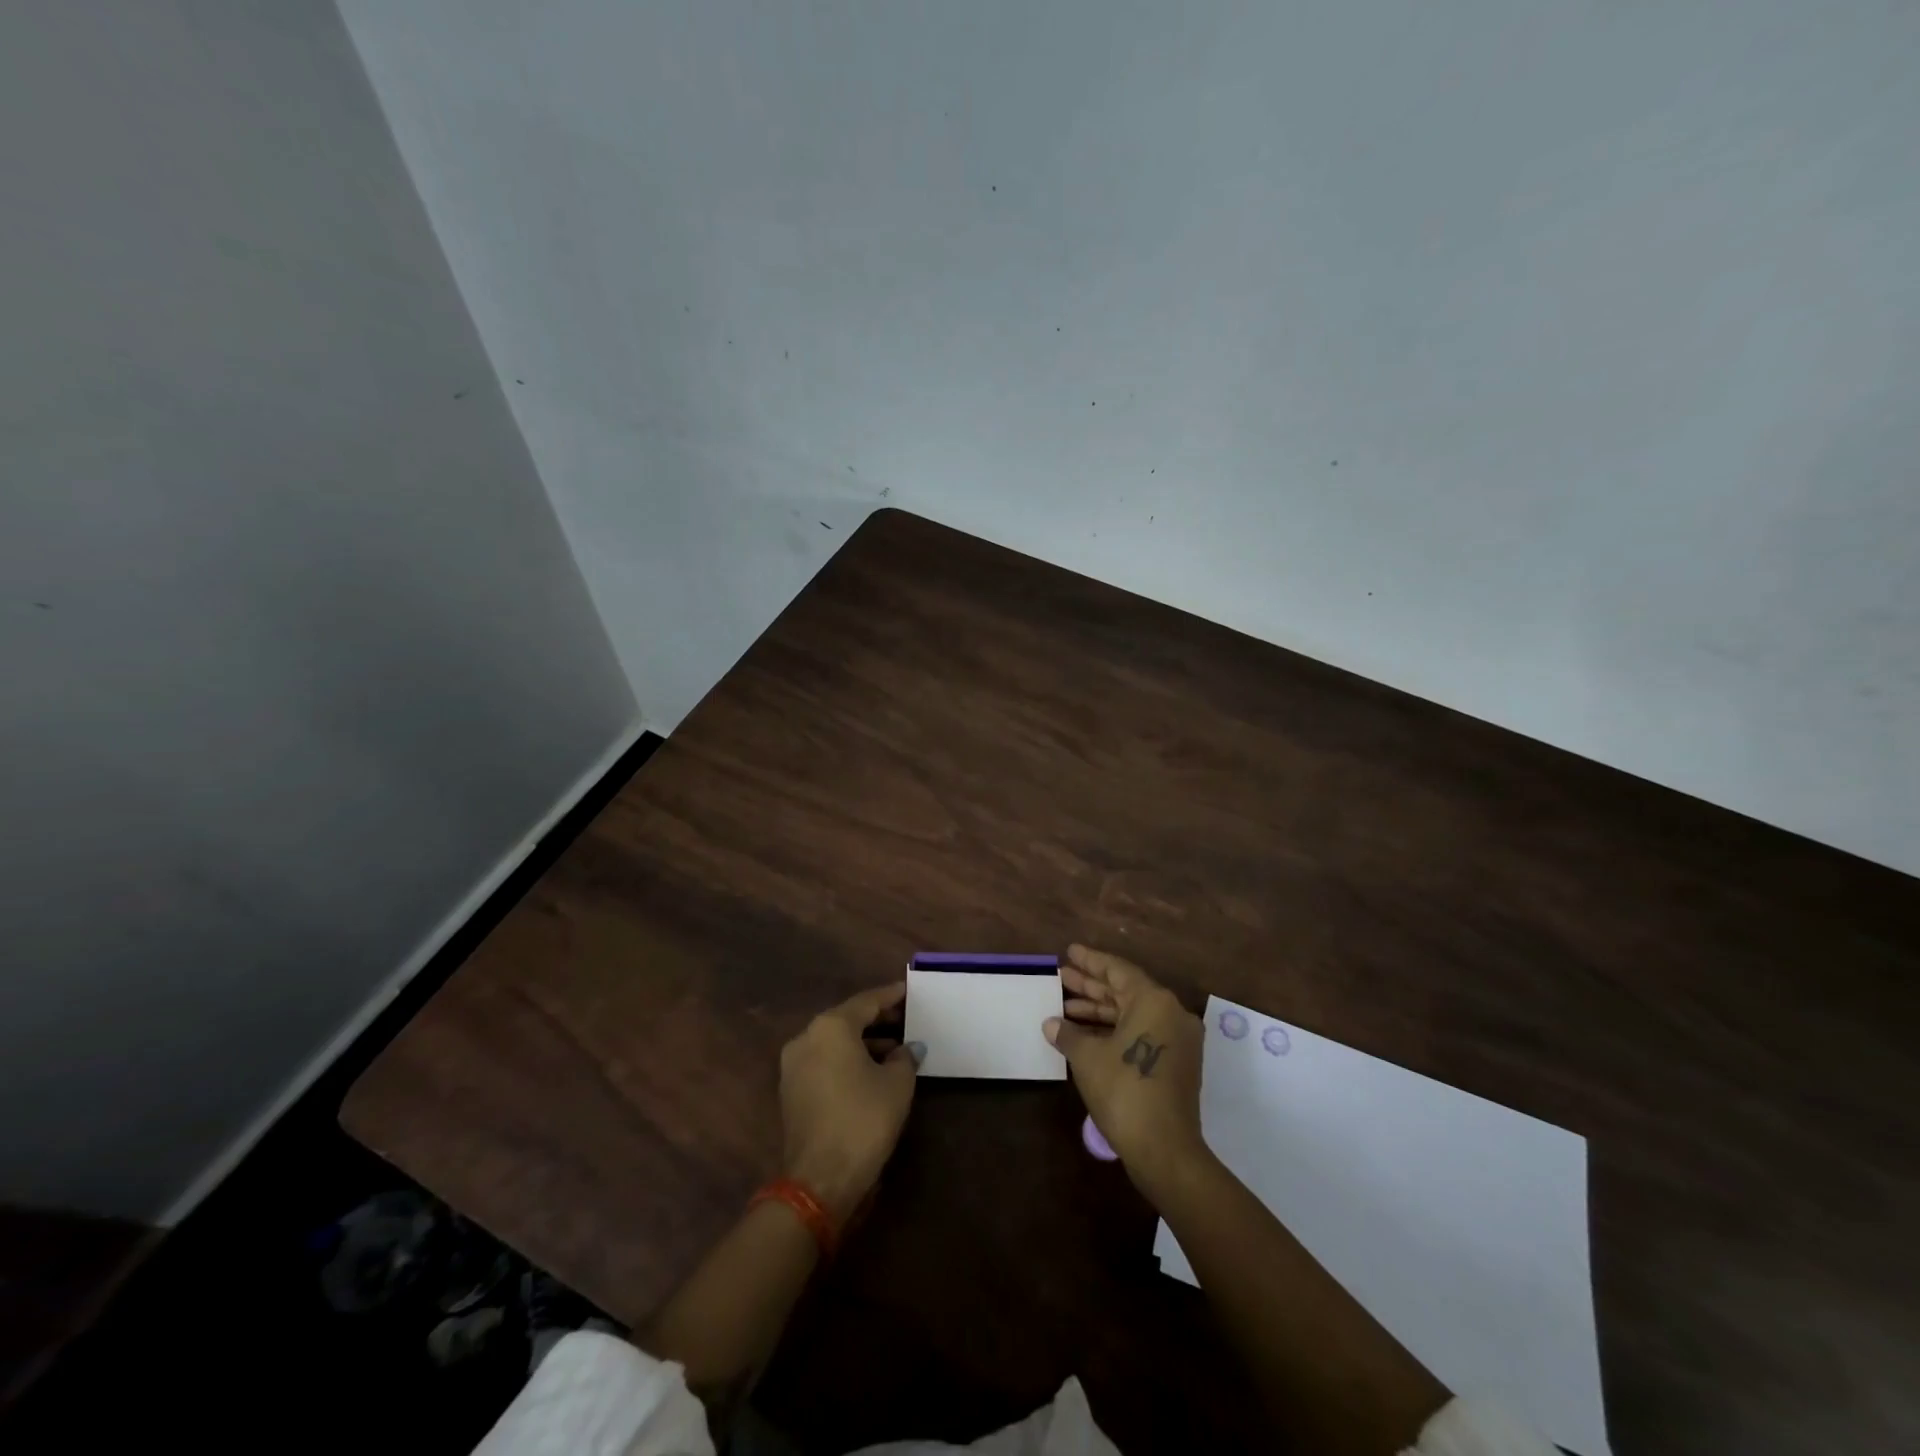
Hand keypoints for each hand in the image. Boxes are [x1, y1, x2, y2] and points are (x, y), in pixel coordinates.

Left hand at [778, 983, 916, 1223]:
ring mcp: (794, 1064)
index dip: (891, 996)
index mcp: (831, 1026)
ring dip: (864, 1042)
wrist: (820, 1179)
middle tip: (907, 1019)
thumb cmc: (863, 1120)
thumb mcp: (897, 1084)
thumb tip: (908, 1048)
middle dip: (878, 1019)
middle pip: (848, 1019)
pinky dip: (847, 1059)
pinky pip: (825, 1061)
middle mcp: (807, 1037)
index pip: (867, 1001)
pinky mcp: (791, 1090)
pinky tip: (872, 1070)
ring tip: (896, 1048)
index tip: (909, 990)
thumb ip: (905, 1057)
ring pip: (835, 1041)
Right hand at [1046, 944, 1207, 1196]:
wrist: (1165, 1150)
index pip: (1117, 970)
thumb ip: (1068, 1033)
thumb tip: (1052, 1024)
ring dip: (1100, 1010)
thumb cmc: (1124, 1090)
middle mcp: (1171, 1013)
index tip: (1069, 951)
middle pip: (1125, 990)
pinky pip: (1141, 1032)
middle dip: (1091, 985)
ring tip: (1065, 1006)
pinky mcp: (1176, 1062)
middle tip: (1062, 976)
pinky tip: (1085, 1033)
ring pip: (1133, 1013)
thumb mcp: (1087, 1057)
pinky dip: (1114, 1029)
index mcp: (1154, 1000)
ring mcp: (1177, 1039)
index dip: (1090, 961)